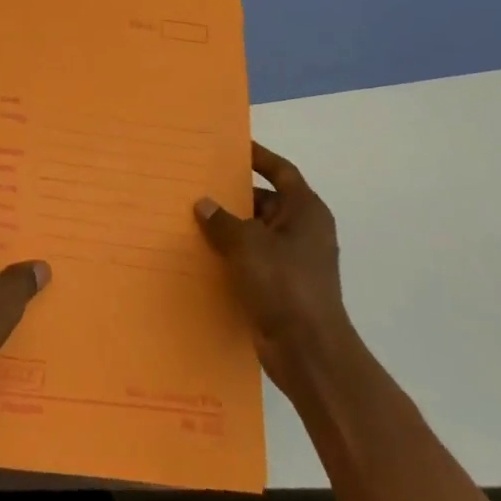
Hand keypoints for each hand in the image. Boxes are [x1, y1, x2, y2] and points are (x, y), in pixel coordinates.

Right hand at [195, 143, 349, 381]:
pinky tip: (202, 253)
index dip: (259, 156)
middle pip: (266, 201)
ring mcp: (294, 261)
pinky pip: (253, 260)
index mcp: (306, 211)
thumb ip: (222, 220)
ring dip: (229, 227)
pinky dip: (232, 254)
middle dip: (234, 194)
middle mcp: (303, 231)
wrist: (309, 353)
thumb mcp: (247, 243)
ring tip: (192, 216)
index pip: (281, 171)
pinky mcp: (281, 287)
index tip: (231, 147)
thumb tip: (204, 204)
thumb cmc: (284, 284)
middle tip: (199, 183)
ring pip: (256, 232)